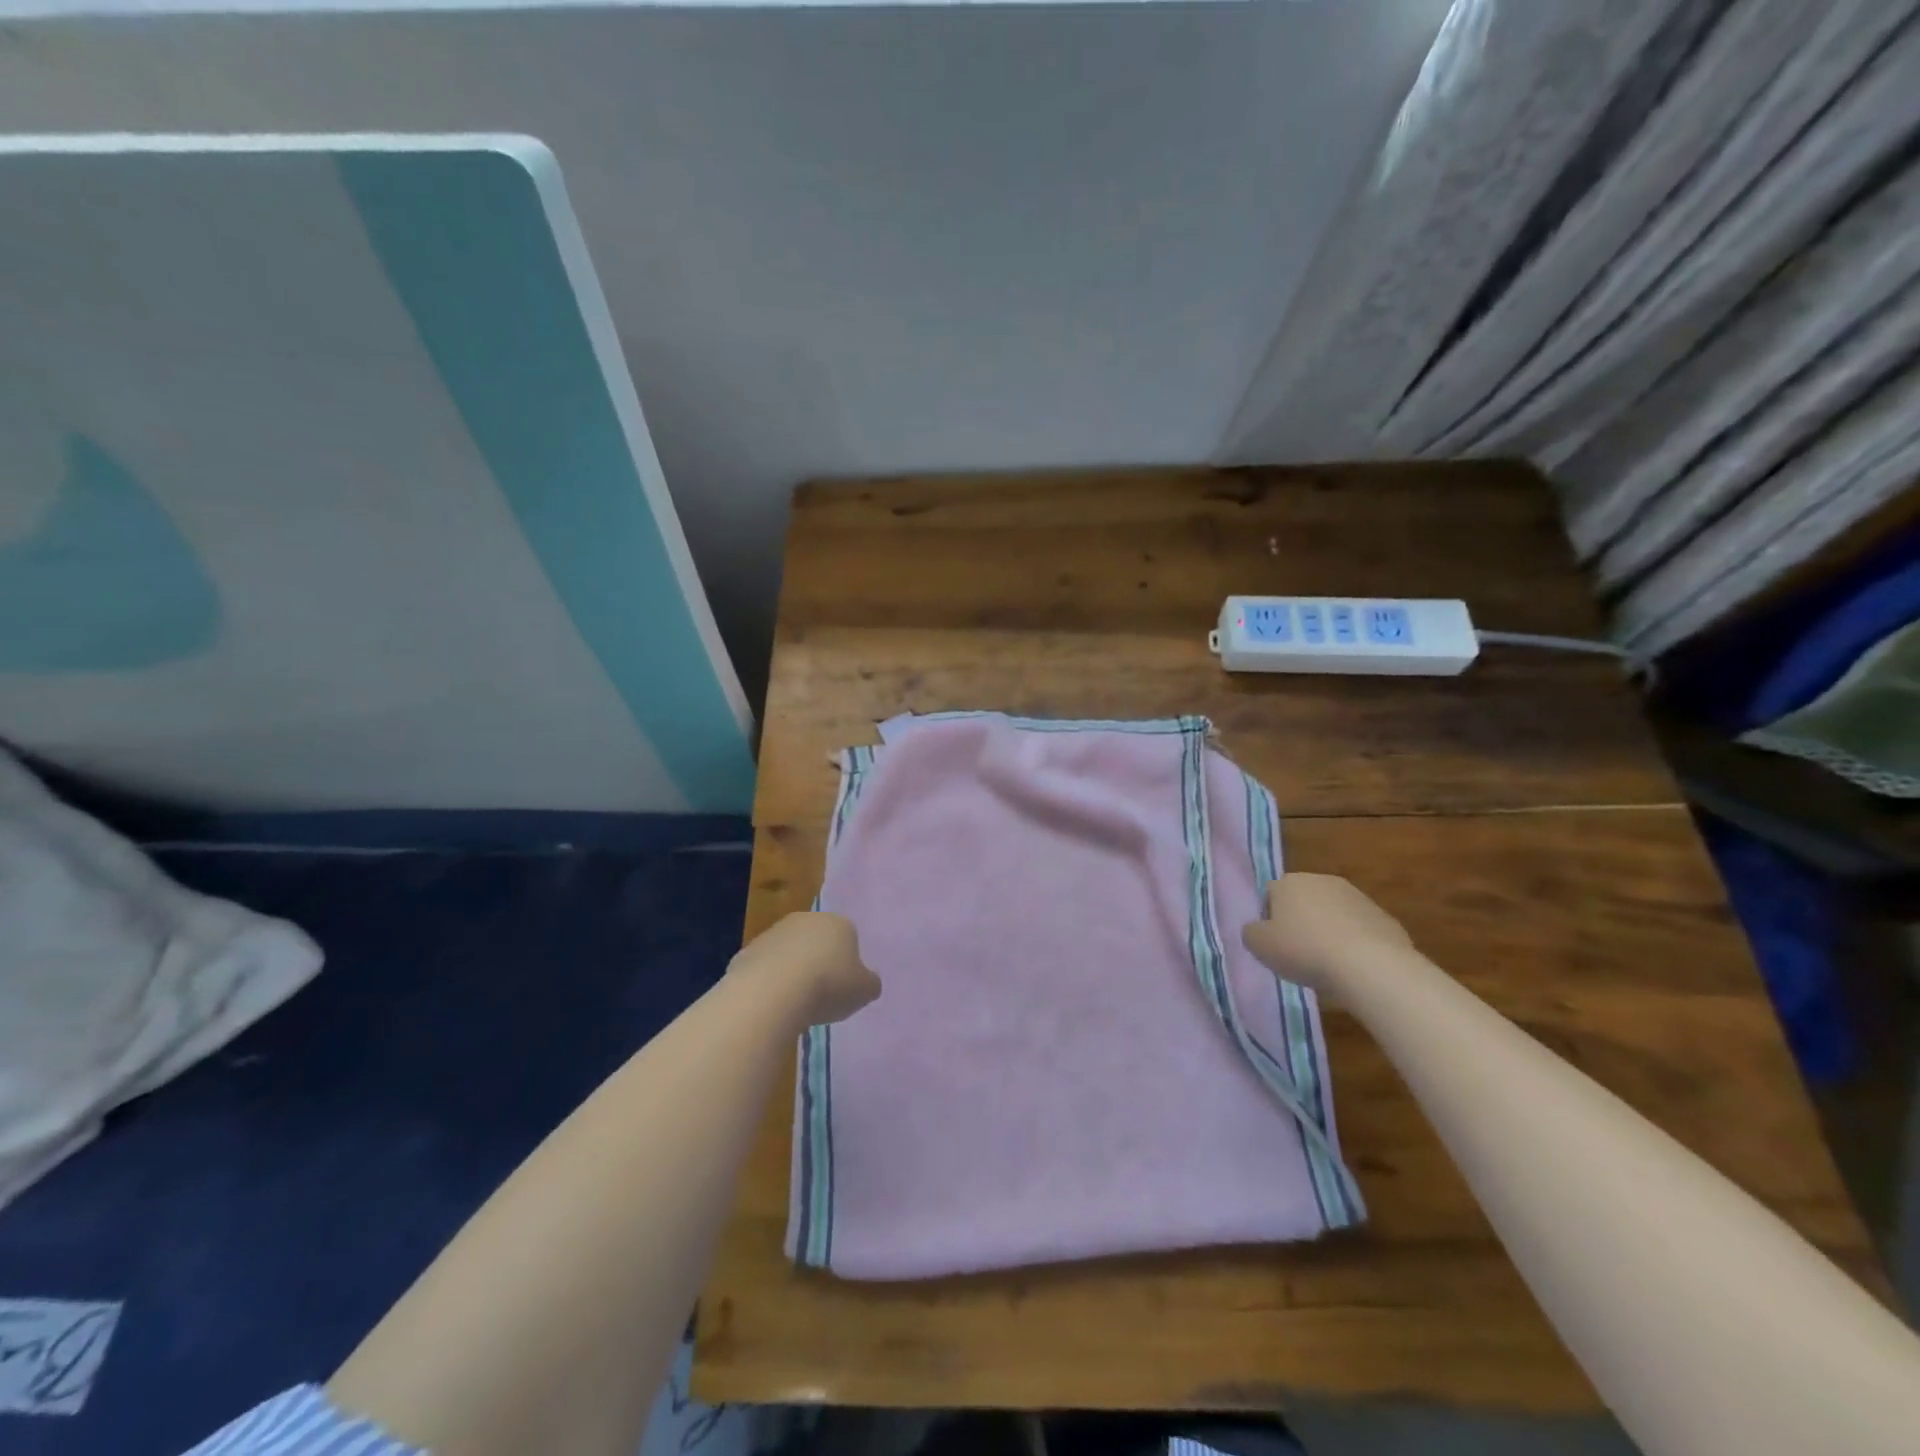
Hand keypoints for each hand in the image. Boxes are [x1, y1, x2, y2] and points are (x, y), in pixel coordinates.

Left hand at [730, 912, 880, 1024]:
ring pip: (789, 953)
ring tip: (795, 1004)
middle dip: (819, 962)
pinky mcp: (747, 951)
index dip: (848, 963)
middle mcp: (806, 919)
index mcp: (839, 923)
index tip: (844, 987)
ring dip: (792, 972)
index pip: (849, 937)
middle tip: (821, 994)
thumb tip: (866, 982)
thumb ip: (869, 983)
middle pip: (817, 941)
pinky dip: (768, 983)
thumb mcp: (864, 991)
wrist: (772, 992)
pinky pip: (764, 968)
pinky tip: (771, 1004)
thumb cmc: (828, 986)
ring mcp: (773, 933)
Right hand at [1242, 873, 1412, 991]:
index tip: (1273, 944)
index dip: (1268, 920)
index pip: (1270, 894)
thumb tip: (1257, 929)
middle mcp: (1322, 881)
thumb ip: (1251, 933)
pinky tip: (1353, 967)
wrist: (1370, 965)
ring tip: (1327, 964)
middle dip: (1299, 922)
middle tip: (1297, 954)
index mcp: (1288, 882)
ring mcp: (1357, 897)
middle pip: (1303, 901)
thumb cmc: (1304, 950)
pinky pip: (1359, 930)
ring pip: (1333, 914)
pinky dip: (1354, 944)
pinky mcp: (1384, 917)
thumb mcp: (1258, 946)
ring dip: (1328, 932)